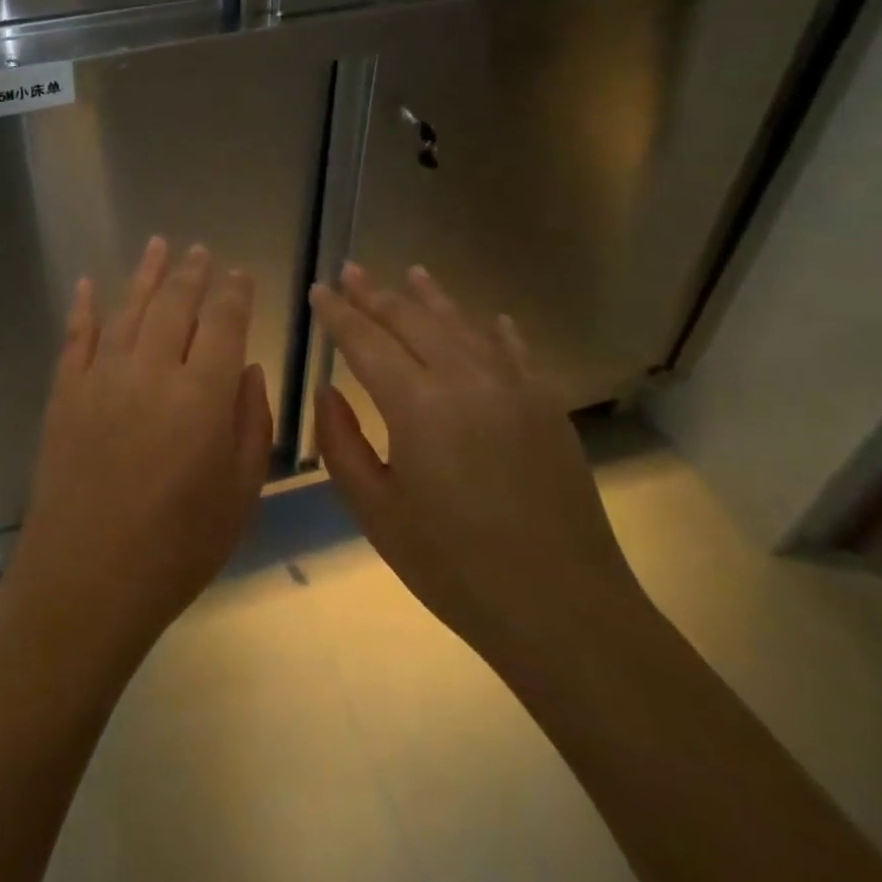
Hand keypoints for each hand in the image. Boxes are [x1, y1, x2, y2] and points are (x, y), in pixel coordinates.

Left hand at [0, 238, 273, 662]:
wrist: (85, 580)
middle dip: (192, 273)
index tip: (240, 273)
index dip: (234, 292)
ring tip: (159, 245)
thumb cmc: (176, 548)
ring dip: (146, 274)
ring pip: (129, 309)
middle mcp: (152, 371)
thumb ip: (251, 422)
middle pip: (175, 304)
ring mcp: (102, 377)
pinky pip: (76, 336)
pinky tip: (89, 283)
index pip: (223, 322)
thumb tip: (245, 367)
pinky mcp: (65, 392)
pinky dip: (83, 306)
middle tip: (201, 251)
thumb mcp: (239, 494)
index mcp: (202, 396)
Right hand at [310, 263, 645, 660]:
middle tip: (350, 271)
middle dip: (376, 294)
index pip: (366, 341)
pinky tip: (489, 317)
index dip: (338, 314)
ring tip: (412, 272)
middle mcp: (465, 380)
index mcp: (417, 405)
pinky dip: (495, 330)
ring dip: (432, 297)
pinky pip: (515, 352)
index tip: (318, 290)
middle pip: (411, 321)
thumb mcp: (377, 513)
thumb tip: (327, 390)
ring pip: (462, 325)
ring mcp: (513, 388)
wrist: (563, 611)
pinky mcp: (547, 407)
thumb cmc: (455, 567)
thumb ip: (342, 443)